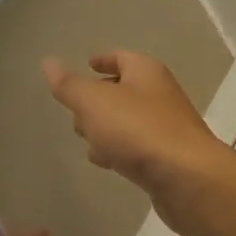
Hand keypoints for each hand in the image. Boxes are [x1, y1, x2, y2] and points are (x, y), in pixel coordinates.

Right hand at [41, 50, 235, 235]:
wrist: (186, 178)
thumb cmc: (138, 130)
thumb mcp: (94, 103)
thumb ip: (70, 85)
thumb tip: (49, 62)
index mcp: (146, 72)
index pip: (122, 57)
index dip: (103, 59)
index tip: (87, 64)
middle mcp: (159, 95)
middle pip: (125, 89)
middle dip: (99, 97)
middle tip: (75, 109)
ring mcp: (165, 127)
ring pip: (129, 121)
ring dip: (107, 127)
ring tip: (82, 137)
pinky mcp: (166, 158)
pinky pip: (136, 147)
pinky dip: (118, 149)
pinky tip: (104, 161)